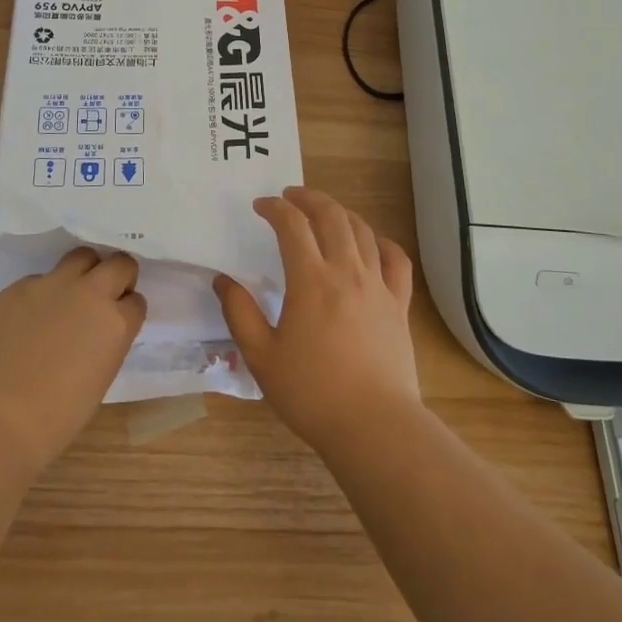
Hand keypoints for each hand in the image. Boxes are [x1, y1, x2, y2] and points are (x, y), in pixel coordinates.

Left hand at [0, 248, 145, 481]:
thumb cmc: (55, 418)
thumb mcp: (99, 379)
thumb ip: (106, 344)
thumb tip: (97, 332)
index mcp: (116, 323)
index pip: (136, 301)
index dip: (127, 310)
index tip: (118, 320)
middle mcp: (90, 293)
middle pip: (119, 263)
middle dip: (117, 276)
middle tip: (104, 297)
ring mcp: (52, 285)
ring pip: (81, 257)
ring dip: (83, 272)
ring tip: (69, 297)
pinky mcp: (18, 288)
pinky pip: (39, 280)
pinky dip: (41, 294)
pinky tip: (27, 321)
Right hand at [214, 186, 422, 453]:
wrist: (373, 425)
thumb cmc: (312, 393)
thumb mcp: (261, 357)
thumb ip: (239, 313)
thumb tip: (222, 280)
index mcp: (311, 280)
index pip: (292, 225)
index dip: (275, 208)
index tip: (261, 205)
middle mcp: (347, 271)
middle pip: (331, 216)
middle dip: (309, 198)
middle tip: (291, 196)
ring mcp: (378, 286)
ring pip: (363, 231)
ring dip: (341, 213)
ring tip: (325, 213)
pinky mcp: (399, 304)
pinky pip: (396, 260)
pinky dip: (382, 242)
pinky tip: (373, 243)